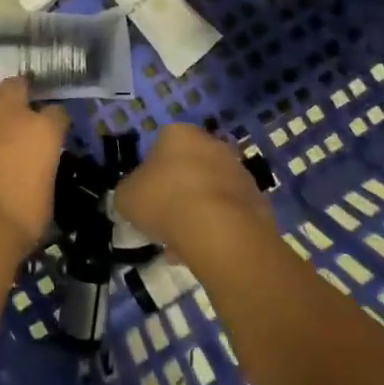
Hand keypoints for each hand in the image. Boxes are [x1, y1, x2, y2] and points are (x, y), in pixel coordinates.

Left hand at [0, 78, 66, 257]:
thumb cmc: (20, 219)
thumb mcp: (45, 192)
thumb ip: (40, 167)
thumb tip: (32, 167)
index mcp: (41, 130)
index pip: (56, 112)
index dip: (53, 121)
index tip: (50, 131)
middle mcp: (9, 113)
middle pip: (15, 85)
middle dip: (16, 94)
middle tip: (14, 112)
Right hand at [116, 123, 272, 255]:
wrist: (220, 230)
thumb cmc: (165, 201)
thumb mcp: (127, 197)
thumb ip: (129, 192)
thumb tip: (133, 196)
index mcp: (179, 134)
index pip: (160, 147)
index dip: (151, 174)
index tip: (147, 198)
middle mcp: (212, 143)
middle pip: (189, 167)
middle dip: (178, 192)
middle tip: (164, 221)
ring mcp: (239, 171)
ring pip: (210, 192)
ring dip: (197, 212)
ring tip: (182, 245)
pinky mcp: (257, 199)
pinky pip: (229, 213)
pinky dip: (217, 228)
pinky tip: (203, 250)